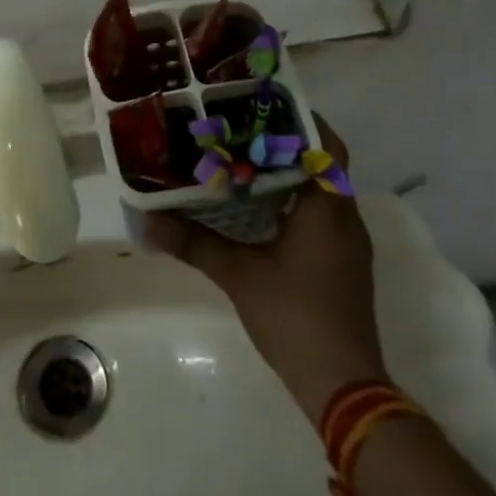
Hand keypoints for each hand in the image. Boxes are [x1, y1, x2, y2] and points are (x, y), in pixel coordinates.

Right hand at [146, 121, 385, 424]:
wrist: (345, 388)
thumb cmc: (294, 317)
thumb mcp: (237, 275)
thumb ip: (194, 243)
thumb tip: (147, 222)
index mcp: (327, 209)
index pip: (327, 146)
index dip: (303, 121)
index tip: (266, 106)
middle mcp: (345, 219)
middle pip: (324, 164)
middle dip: (287, 144)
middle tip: (242, 130)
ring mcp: (348, 245)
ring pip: (324, 191)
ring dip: (291, 174)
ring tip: (244, 161)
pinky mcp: (344, 266)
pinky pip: (323, 216)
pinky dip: (296, 202)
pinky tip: (260, 209)